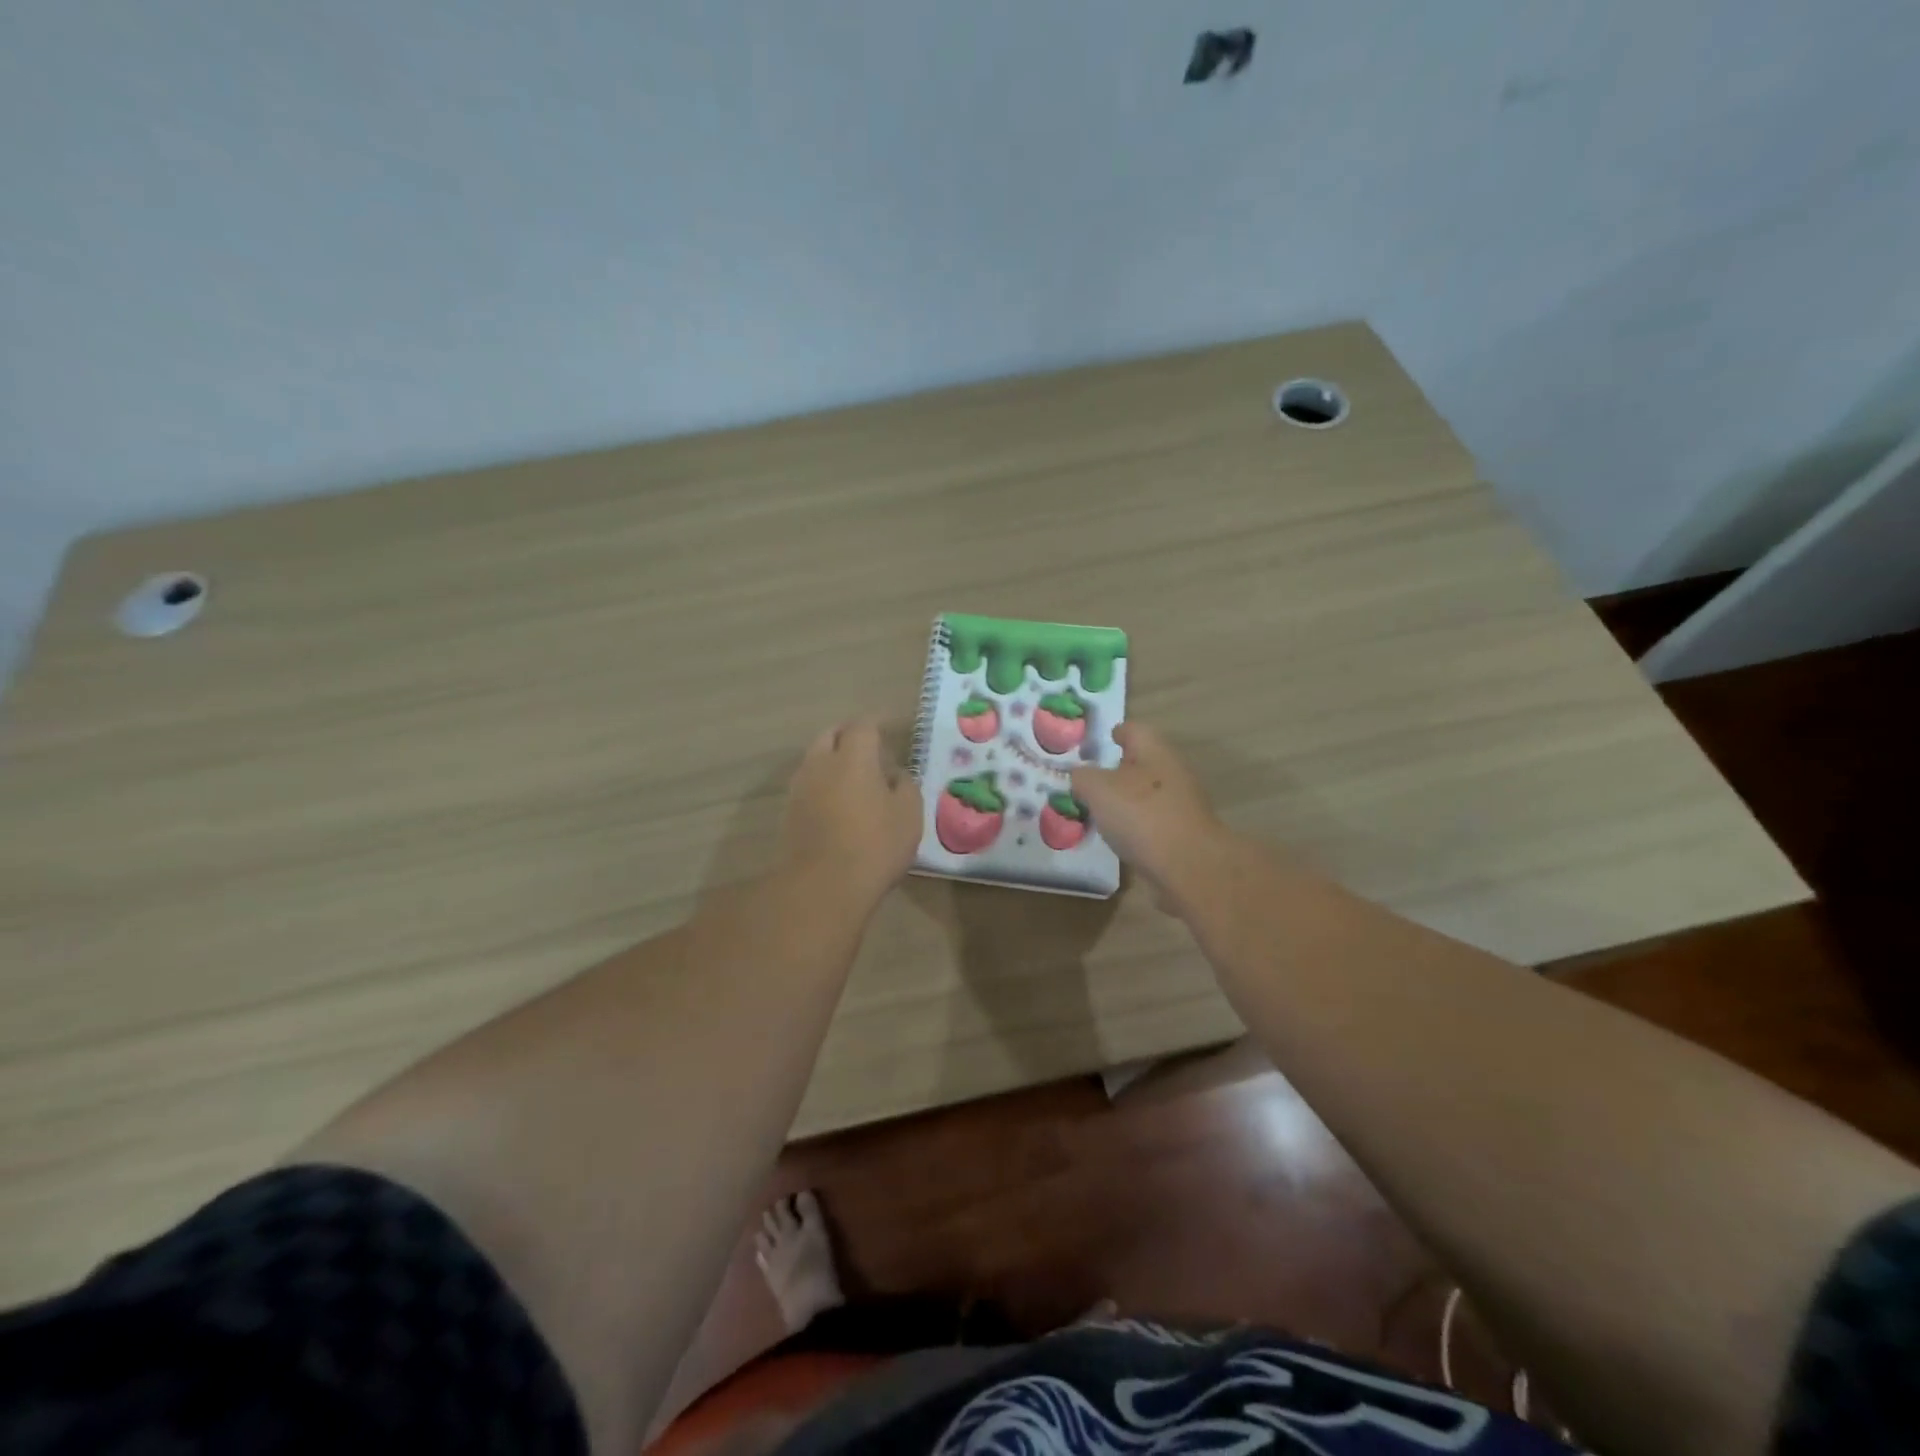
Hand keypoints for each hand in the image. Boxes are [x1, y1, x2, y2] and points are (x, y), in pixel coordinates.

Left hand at [778, 717, 922, 907]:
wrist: (822, 886)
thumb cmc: (875, 845)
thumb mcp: (909, 814)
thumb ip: (904, 786)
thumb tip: (893, 775)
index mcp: (853, 757)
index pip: (863, 725)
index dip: (877, 724)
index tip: (889, 730)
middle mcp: (821, 763)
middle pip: (830, 735)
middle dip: (849, 737)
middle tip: (870, 751)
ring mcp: (800, 788)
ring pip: (815, 760)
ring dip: (833, 761)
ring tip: (854, 779)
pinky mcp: (788, 813)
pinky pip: (808, 785)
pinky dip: (823, 785)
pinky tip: (839, 804)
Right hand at [1071, 723, 1229, 909]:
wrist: (1188, 866)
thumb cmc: (1141, 815)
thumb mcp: (1097, 789)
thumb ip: (1082, 777)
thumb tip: (1079, 776)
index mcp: (1155, 751)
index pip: (1135, 730)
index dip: (1117, 733)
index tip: (1103, 740)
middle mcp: (1173, 771)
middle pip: (1143, 762)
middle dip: (1119, 768)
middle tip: (1092, 780)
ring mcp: (1182, 804)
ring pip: (1149, 793)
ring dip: (1128, 799)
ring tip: (1101, 811)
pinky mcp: (1184, 833)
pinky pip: (1154, 820)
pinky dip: (1138, 824)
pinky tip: (1120, 837)